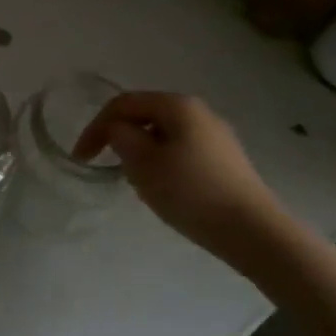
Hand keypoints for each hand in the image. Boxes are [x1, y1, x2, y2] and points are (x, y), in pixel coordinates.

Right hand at [73, 91, 288, 263]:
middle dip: (121, 139)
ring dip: (142, 153)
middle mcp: (199, 111)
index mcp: (177, 104)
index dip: (96, 126)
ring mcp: (216, 136)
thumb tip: (119, 130)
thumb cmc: (191, 192)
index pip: (124, 104)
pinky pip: (182, 151)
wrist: (254, 232)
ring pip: (163, 135)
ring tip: (138, 184)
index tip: (81, 157)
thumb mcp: (143, 164)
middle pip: (145, 115)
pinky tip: (167, 191)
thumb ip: (121, 138)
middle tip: (110, 169)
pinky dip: (163, 164)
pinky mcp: (226, 160)